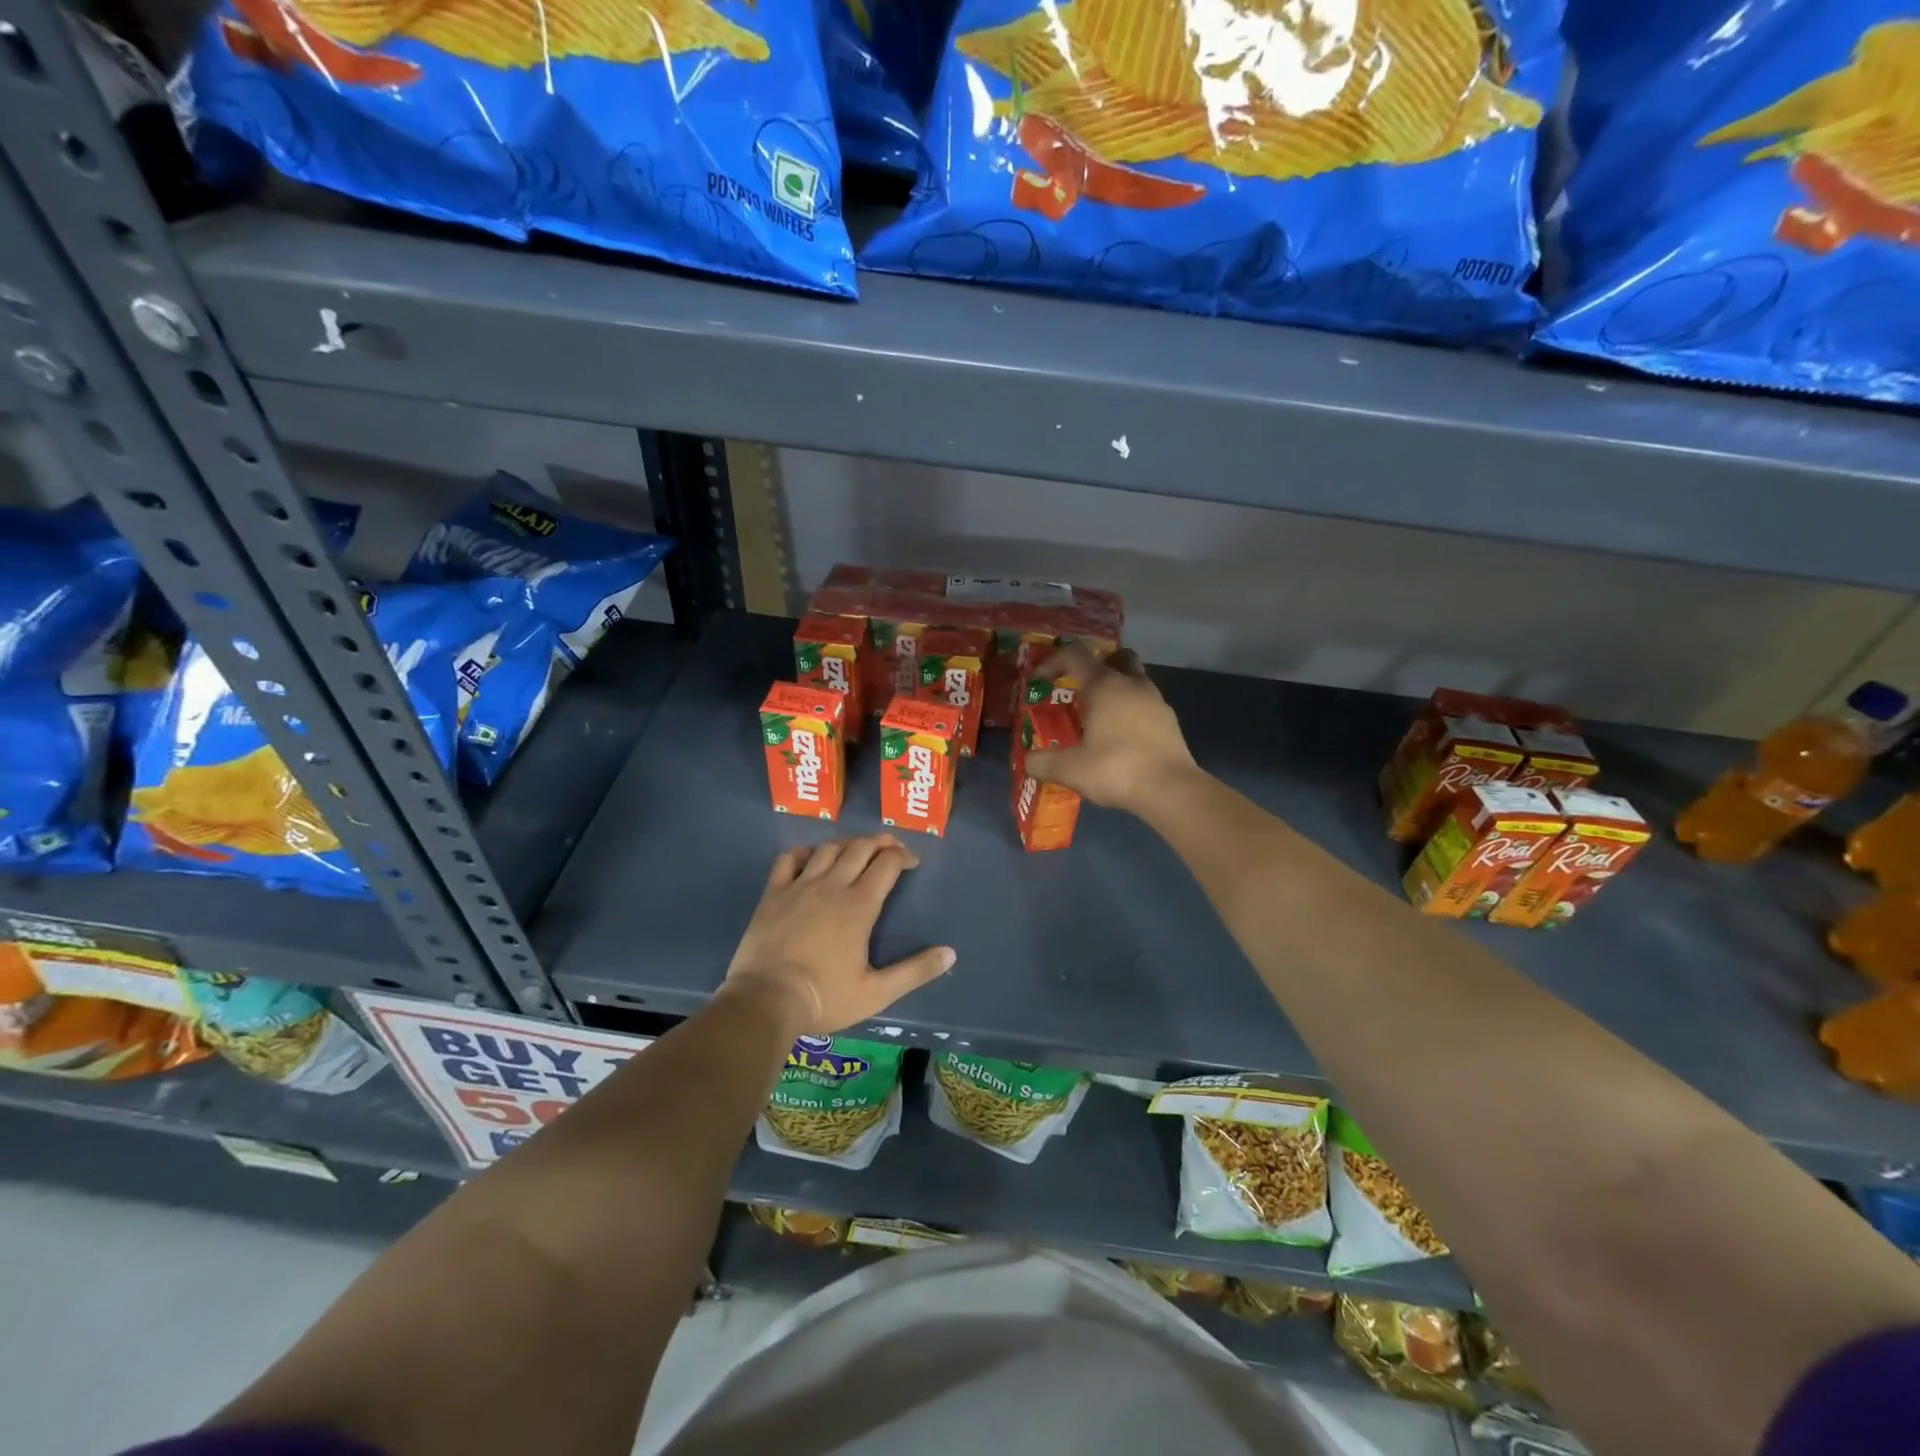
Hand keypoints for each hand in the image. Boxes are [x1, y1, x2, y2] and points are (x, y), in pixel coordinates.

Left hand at [722, 835, 954, 1035]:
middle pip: (860, 848)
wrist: (765, 1001)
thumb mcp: (877, 993)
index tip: (912, 862)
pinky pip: (788, 859)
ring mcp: (800, 886)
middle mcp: (832, 886)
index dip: (903, 856)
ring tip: (856, 849)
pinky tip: (810, 857)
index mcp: (860, 906)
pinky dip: (803, 852)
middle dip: (880, 843)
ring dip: (847, 843)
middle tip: (891, 848)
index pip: (887, 864)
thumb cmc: (825, 998)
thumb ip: (915, 971)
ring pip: (828, 849)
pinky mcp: (773, 893)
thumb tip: (950, 953)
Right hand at [1025, 644, 1198, 814]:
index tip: (1039, 680)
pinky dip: (1131, 711)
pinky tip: (1121, 737)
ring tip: (1099, 717)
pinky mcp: (1170, 722)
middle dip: (1095, 667)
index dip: (1053, 661)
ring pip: (1134, 680)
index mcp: (1104, 685)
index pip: (1075, 655)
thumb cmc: (1116, 769)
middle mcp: (1132, 684)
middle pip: (1114, 658)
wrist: (1171, 789)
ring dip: (1116, 690)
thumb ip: (1043, 763)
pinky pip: (1146, 704)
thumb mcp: (1070, 769)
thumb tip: (1027, 761)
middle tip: (1079, 689)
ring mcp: (1156, 701)